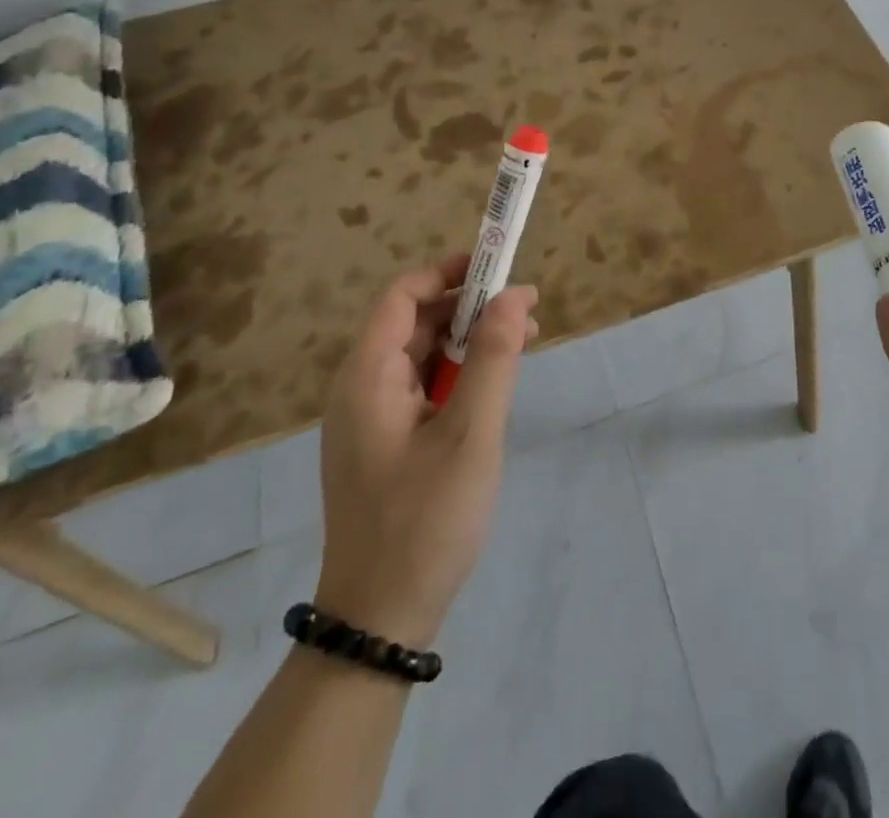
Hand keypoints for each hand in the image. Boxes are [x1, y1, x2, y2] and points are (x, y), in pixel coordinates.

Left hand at [314, 255, 537, 645]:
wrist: (380, 621)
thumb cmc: (425, 520)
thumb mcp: (471, 433)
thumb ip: (494, 358)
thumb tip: (514, 294)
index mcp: (368, 378)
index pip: (402, 297)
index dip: (447, 272)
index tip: (497, 267)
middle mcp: (361, 390)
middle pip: (414, 323)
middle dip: (470, 308)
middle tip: (527, 312)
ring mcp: (371, 420)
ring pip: (423, 357)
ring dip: (470, 341)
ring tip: (524, 343)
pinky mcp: (385, 445)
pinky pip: (423, 389)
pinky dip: (460, 375)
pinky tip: (495, 387)